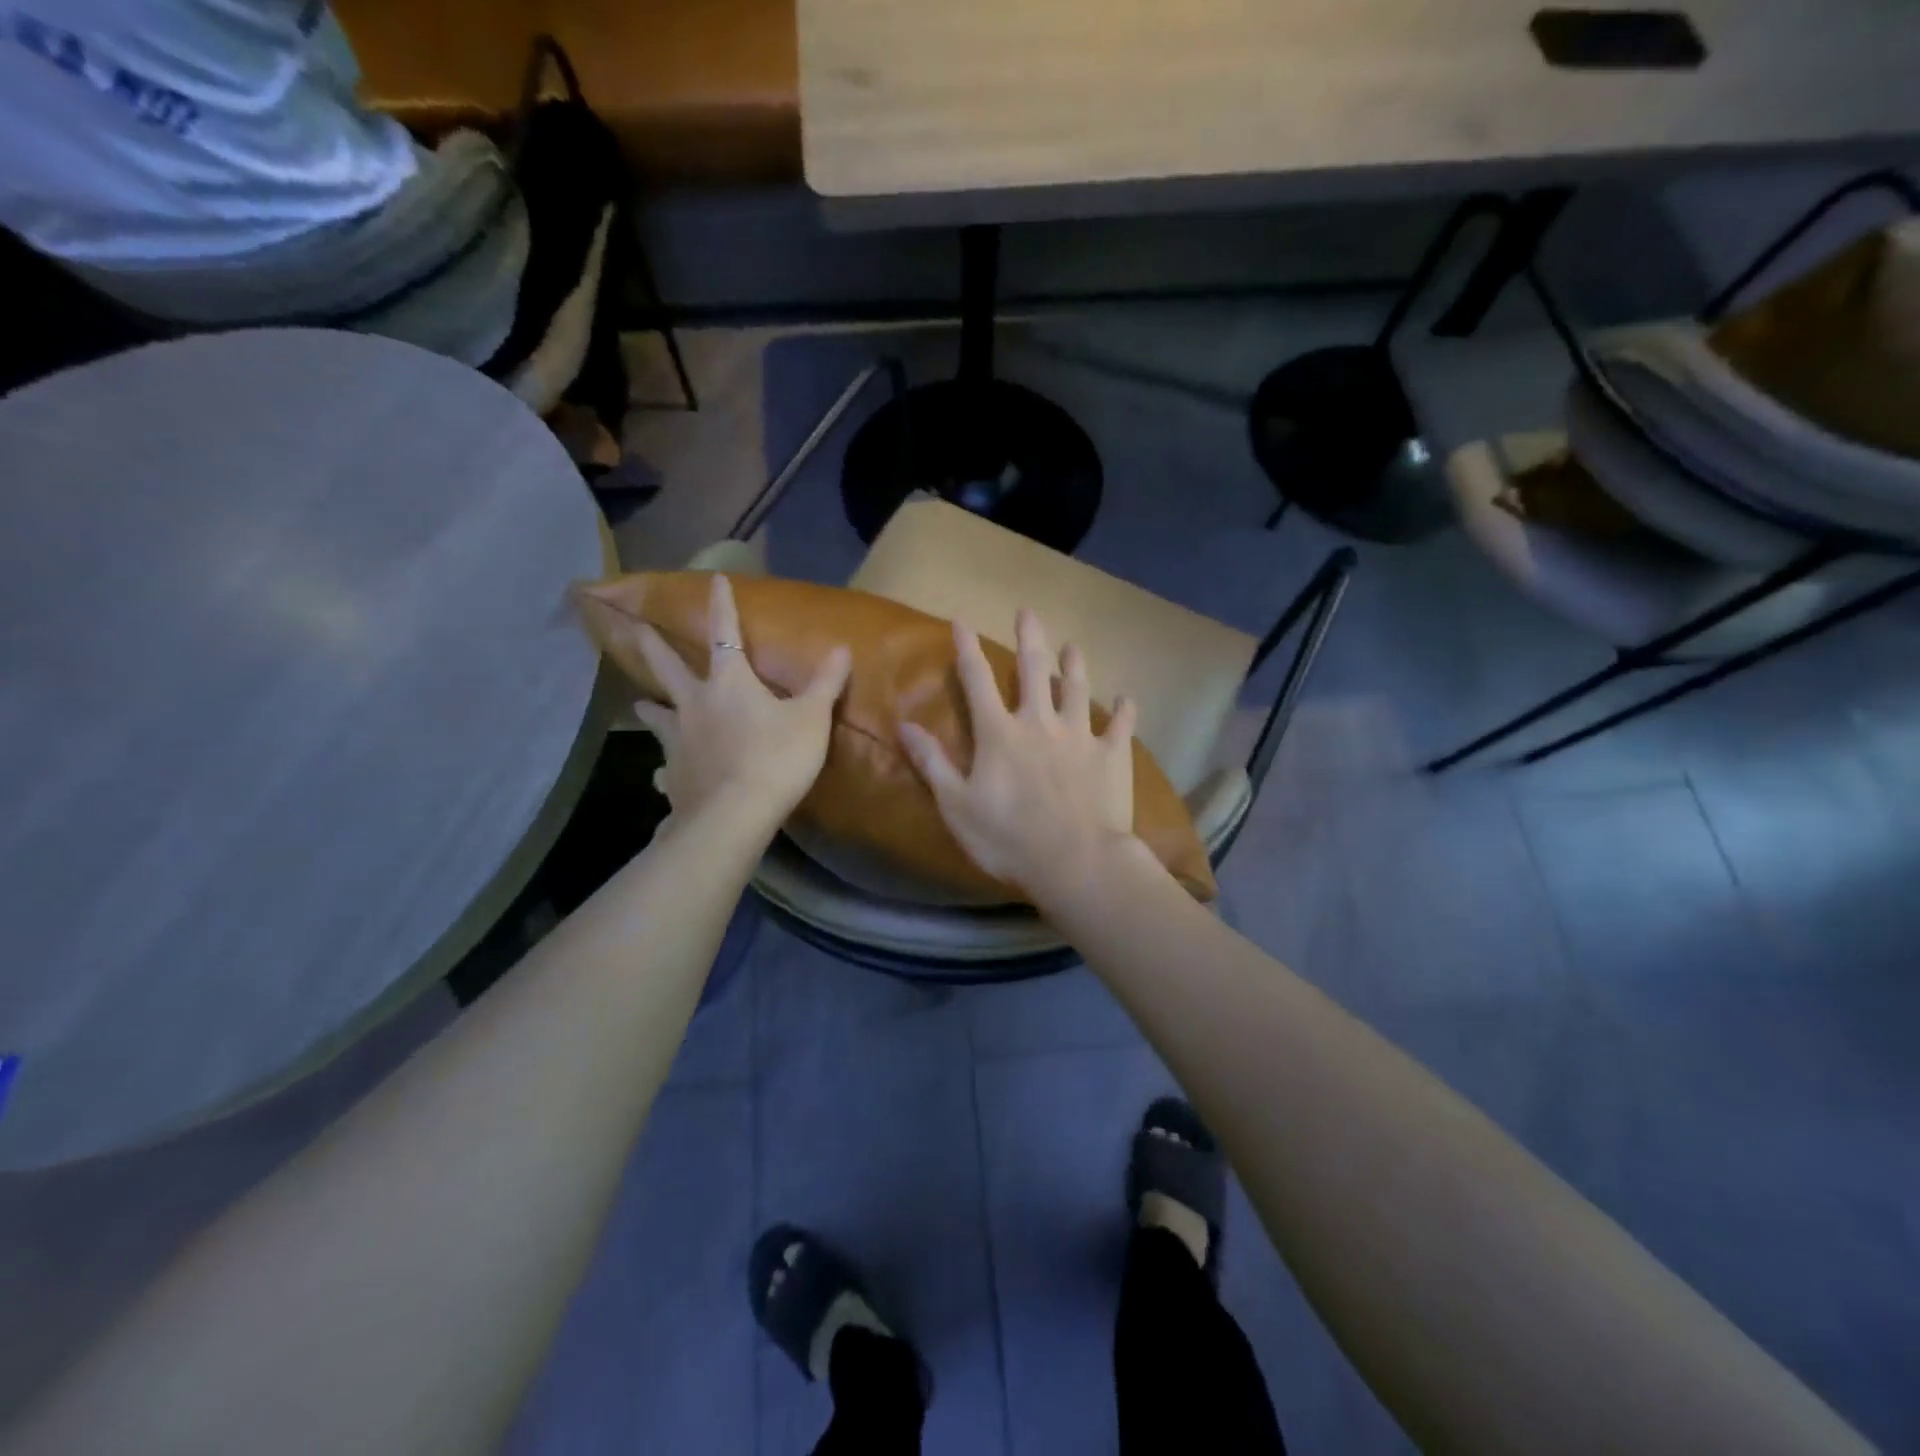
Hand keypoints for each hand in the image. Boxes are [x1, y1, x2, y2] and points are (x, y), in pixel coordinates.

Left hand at [631, 575, 851, 830]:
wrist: (734, 815)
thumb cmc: (777, 759)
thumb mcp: (811, 719)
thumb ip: (824, 684)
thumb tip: (841, 648)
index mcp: (729, 683)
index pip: (724, 633)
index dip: (721, 605)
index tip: (713, 579)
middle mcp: (694, 703)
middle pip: (667, 667)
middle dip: (652, 646)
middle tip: (635, 630)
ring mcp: (677, 739)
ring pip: (656, 714)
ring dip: (649, 706)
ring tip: (639, 704)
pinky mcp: (672, 774)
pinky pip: (664, 764)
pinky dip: (663, 765)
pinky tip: (659, 775)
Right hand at [897, 609, 1139, 898]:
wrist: (1076, 862)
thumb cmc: (1008, 838)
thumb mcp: (956, 805)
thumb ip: (932, 762)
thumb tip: (904, 725)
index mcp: (999, 733)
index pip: (977, 681)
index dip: (967, 649)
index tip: (962, 621)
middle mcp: (1040, 723)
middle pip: (1033, 670)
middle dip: (1029, 638)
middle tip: (1028, 612)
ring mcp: (1080, 736)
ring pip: (1077, 689)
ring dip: (1074, 666)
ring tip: (1073, 645)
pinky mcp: (1112, 755)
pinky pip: (1121, 726)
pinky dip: (1124, 711)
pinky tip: (1127, 700)